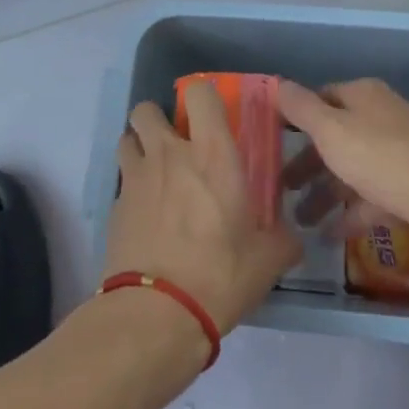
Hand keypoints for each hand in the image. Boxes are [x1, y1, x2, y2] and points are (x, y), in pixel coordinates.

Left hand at [104, 88, 301, 336]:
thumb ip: (283, 240)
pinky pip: (122, 181)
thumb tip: (293, 238)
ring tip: (156, 174)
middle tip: (176, 145)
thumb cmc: (220, 275)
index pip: (200, 93)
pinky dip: (132, 189)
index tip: (211, 116)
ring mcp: (136, 178)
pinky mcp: (115, 207)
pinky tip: (146, 216)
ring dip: (139, 147)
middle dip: (157, 119)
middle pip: (146, 109)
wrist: (157, 314)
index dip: (204, 96)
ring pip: (126, 138)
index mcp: (212, 154)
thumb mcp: (268, 260)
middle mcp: (170, 154)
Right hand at [279, 79, 408, 244]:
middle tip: (283, 187)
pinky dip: (353, 212)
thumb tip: (277, 84)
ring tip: (302, 220)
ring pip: (355, 168)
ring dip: (327, 193)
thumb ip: (301, 108)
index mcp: (365, 96)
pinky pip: (375, 196)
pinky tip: (332, 235)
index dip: (297, 116)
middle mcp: (384, 116)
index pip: (323, 96)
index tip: (274, 140)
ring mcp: (403, 151)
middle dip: (308, 164)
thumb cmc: (380, 156)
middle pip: (338, 136)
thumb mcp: (330, 130)